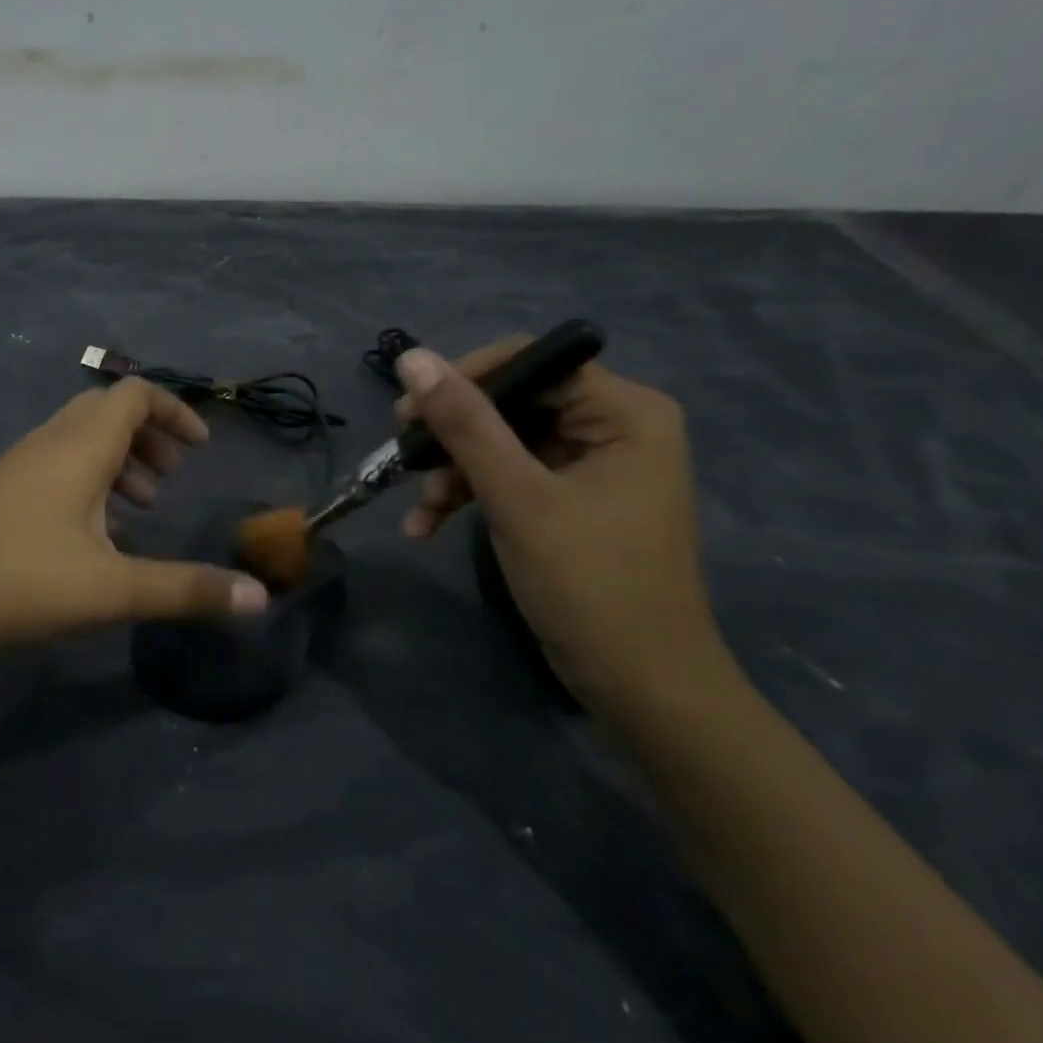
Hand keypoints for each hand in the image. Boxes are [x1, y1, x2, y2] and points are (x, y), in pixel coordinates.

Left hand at [0, 378, 268, 658]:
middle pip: (107, 410)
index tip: (201, 448)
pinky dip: (89, 476)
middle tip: (173, 475)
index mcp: (80, 447)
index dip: (175, 411)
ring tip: (141, 505)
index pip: (134, 394)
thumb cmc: (19, 581)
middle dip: (150, 435)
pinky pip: (57, 462)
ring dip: (119, 457)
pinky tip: (94, 528)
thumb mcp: (112, 589)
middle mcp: (49, 442)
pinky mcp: (0, 491)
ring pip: (80, 437)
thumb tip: (259, 597)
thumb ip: (187, 590)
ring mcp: (18, 465)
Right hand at [393, 342, 739, 716]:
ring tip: (420, 510)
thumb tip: (411, 357)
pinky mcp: (569, 499)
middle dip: (453, 435)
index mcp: (625, 412)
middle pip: (512, 402)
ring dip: (454, 472)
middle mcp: (613, 426)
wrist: (639, 685)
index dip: (465, 378)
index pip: (533, 361)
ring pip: (501, 442)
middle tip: (403, 453)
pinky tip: (426, 526)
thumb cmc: (589, 583)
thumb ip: (465, 424)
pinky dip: (469, 496)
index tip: (409, 411)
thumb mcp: (517, 497)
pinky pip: (509, 477)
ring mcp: (590, 465)